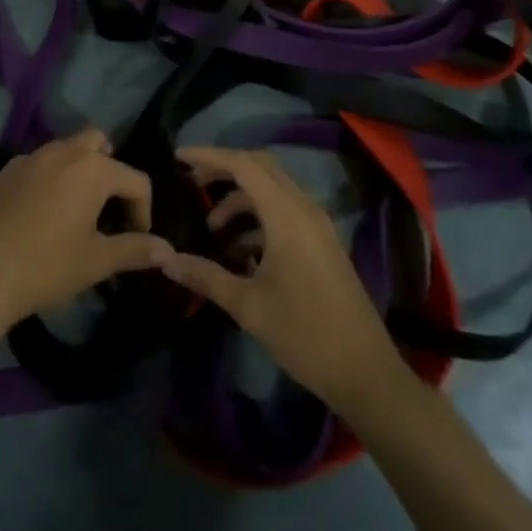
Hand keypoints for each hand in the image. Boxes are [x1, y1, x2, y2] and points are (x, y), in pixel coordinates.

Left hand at [0, 129, 170, 343]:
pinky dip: (51, 178)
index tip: (137, 241)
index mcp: (93, 168)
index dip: (144, 211)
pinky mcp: (5, 170)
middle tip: (108, 211)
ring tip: (78, 212)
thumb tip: (168, 249)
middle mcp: (64, 151)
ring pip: (67, 150)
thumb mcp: (96, 262)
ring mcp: (31, 157)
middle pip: (99, 144)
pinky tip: (42, 214)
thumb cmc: (44, 267)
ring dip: (81, 172)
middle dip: (111, 172)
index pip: (136, 180)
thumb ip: (135, 250)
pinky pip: (40, 163)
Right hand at [151, 146, 403, 411]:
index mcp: (287, 214)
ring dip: (241, 199)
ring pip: (272, 190)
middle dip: (223, 170)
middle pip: (259, 168)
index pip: (243, 165)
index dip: (209, 156)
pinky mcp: (322, 242)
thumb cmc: (305, 334)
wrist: (366, 374)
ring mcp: (317, 224)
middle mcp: (304, 208)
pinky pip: (285, 210)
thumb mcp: (248, 306)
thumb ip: (206, 276)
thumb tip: (165, 259)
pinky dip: (259, 217)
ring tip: (212, 230)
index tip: (179, 157)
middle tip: (192, 183)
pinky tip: (241, 252)